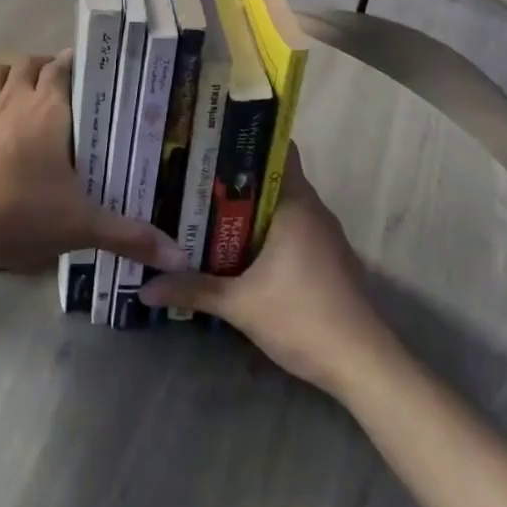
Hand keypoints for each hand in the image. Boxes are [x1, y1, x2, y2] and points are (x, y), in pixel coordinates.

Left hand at [0, 52, 189, 274]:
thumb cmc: (22, 212)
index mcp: (49, 107)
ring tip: (28, 95)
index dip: (77, 62)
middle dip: (47, 67)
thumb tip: (180, 255)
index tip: (95, 71)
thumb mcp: (82, 225)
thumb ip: (130, 236)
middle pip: (30, 63)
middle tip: (65, 87)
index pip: (63, 66)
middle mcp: (16, 98)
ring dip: (14, 76)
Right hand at [141, 150, 390, 393]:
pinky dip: (268, 231)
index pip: (278, 150)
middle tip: (196, 176)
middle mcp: (314, 210)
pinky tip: (240, 247)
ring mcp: (325, 236)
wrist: (363, 365)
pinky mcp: (329, 260)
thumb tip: (144, 287)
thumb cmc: (302, 318)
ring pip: (283, 206)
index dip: (247, 140)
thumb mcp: (239, 304)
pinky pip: (293, 229)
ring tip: (208, 207)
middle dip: (237, 177)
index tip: (212, 141)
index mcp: (296, 204)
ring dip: (252, 207)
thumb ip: (193, 290)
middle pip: (274, 178)